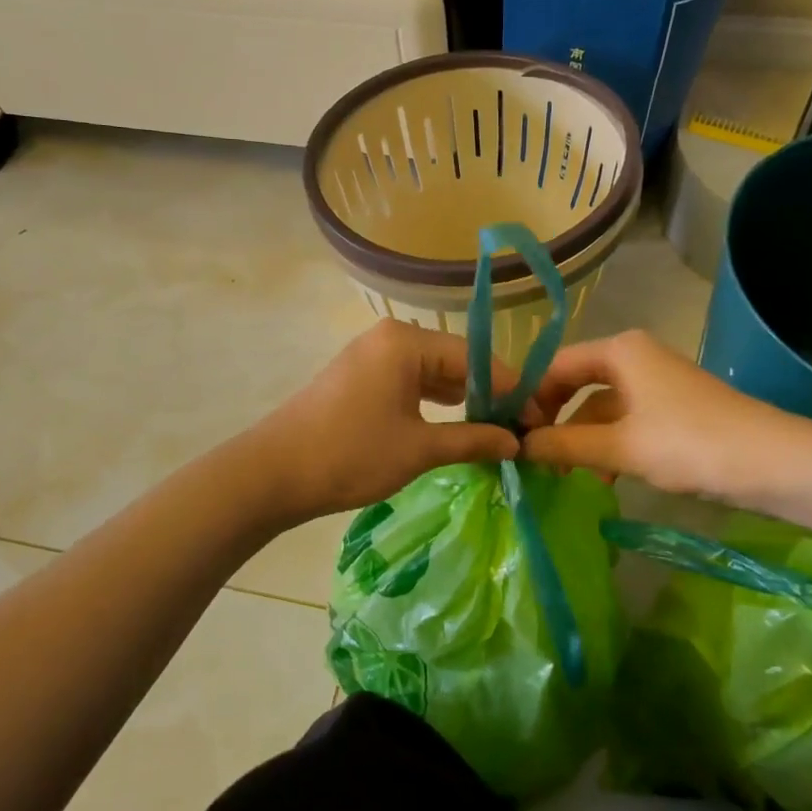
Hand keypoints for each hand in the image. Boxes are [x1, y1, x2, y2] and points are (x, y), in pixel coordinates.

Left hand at [253, 320, 525, 522]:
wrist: (272, 473)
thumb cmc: (350, 455)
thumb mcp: (418, 449)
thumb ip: (473, 440)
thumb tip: (515, 443)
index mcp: (406, 341)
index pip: (476, 358)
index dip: (512, 390)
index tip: (539, 420)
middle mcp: (391, 337)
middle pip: (455, 360)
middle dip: (489, 394)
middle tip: (520, 428)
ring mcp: (372, 354)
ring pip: (433, 371)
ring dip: (463, 398)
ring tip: (495, 429)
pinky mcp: (360, 375)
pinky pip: (410, 381)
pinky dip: (434, 401)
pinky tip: (455, 422)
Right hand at [521, 330, 791, 506]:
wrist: (772, 463)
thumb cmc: (688, 443)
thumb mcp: (619, 446)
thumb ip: (565, 445)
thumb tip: (518, 446)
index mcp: (620, 350)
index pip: (556, 365)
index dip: (530, 397)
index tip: (511, 433)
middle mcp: (635, 357)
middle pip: (577, 383)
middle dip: (554, 420)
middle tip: (532, 454)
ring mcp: (655, 383)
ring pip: (601, 406)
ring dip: (581, 438)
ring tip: (562, 475)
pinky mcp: (671, 409)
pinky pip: (624, 420)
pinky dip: (608, 444)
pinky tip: (602, 477)